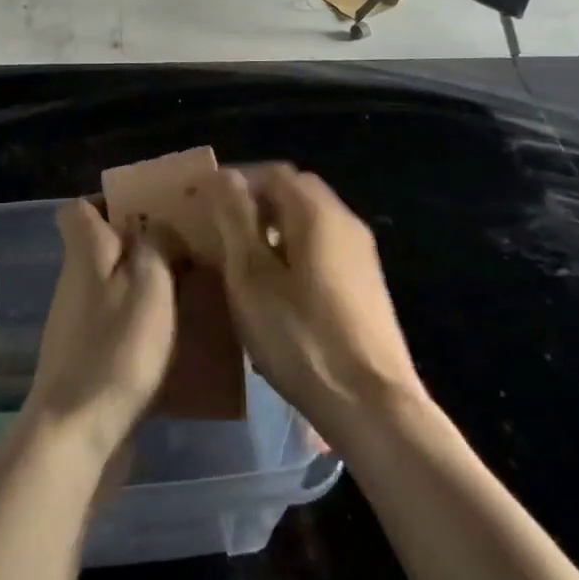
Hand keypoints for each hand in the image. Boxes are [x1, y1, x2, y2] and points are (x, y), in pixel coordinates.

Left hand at [21, 199, 177, 467]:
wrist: (77, 432)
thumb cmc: (116, 347)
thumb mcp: (149, 283)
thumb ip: (157, 244)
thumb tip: (159, 226)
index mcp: (85, 253)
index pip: (78, 209)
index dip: (108, 202)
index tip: (148, 210)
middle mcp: (76, 282)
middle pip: (103, 247)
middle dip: (143, 245)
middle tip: (189, 252)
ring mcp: (80, 323)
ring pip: (116, 287)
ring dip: (150, 287)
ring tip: (195, 293)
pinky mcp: (90, 359)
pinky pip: (120, 325)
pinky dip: (145, 326)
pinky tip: (180, 339)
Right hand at [203, 163, 423, 445]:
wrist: (374, 406)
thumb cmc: (301, 337)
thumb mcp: (251, 278)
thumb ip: (235, 220)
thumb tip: (223, 176)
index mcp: (317, 212)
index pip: (272, 172)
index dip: (236, 181)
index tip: (204, 203)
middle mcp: (345, 221)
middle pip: (295, 192)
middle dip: (256, 202)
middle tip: (221, 229)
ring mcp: (362, 254)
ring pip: (310, 221)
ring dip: (274, 228)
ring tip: (242, 260)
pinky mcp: (367, 285)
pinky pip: (324, 248)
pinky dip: (295, 251)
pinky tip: (277, 289)